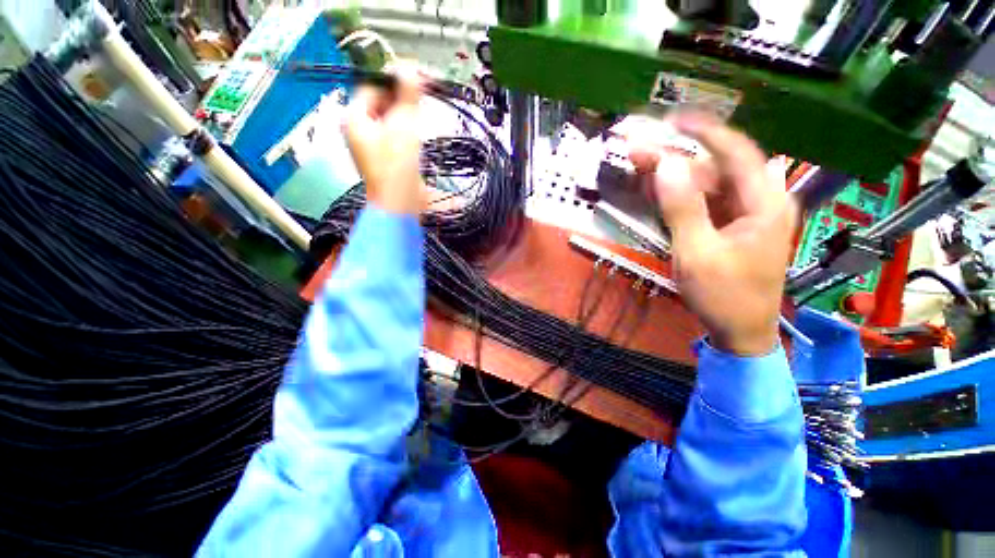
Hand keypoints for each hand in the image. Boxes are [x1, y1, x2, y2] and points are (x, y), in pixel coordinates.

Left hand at [342, 64, 425, 214]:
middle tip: (421, 100)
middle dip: (401, 100)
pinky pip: (395, 138)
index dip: (392, 81)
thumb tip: (410, 67)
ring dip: (406, 117)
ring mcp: (372, 149)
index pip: (370, 87)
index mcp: (355, 119)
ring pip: (389, 122)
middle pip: (380, 105)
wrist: (400, 205)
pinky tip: (419, 138)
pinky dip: (407, 134)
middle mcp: (359, 132)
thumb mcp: (403, 125)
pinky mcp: (385, 161)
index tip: (415, 81)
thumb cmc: (397, 165)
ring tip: (423, 117)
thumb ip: (407, 96)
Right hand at [630, 114, 797, 355]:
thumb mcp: (697, 253)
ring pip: (707, 183)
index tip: (670, 120)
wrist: (741, 331)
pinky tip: (657, 192)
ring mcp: (744, 214)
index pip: (736, 151)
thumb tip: (665, 166)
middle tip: (639, 151)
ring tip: (641, 169)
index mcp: (764, 203)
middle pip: (717, 166)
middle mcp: (759, 201)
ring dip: (674, 176)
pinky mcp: (730, 227)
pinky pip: (703, 202)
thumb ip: (682, 208)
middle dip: (677, 156)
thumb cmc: (724, 295)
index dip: (704, 131)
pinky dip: (679, 195)